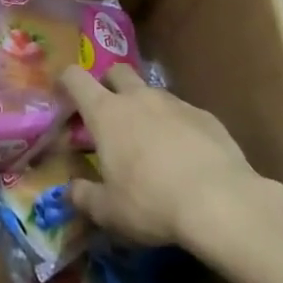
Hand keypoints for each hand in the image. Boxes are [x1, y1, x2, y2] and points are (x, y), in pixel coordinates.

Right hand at [60, 63, 282, 248]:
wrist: (220, 201)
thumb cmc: (152, 202)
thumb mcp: (109, 211)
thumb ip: (85, 197)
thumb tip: (70, 191)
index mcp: (107, 113)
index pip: (76, 78)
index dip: (66, 80)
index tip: (62, 91)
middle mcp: (138, 98)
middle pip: (117, 71)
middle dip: (108, 84)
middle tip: (108, 112)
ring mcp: (175, 103)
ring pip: (151, 92)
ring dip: (144, 107)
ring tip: (149, 141)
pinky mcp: (205, 116)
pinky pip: (182, 112)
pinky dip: (176, 126)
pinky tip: (184, 156)